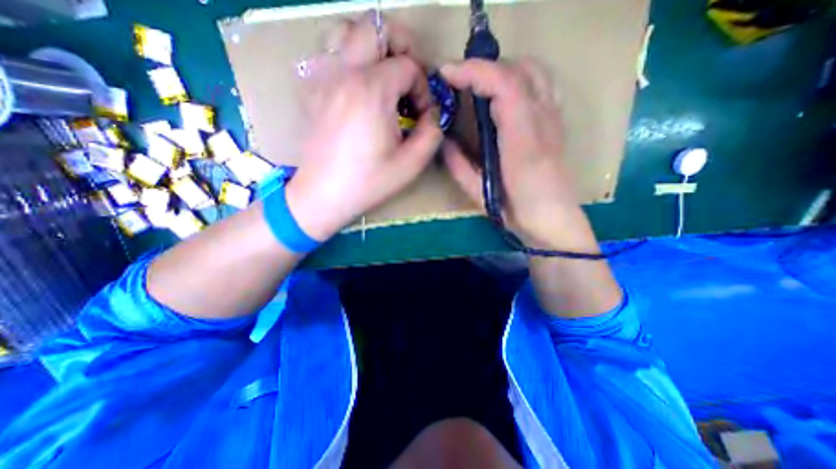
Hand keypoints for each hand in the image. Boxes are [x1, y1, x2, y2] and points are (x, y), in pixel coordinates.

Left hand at [285, 15, 442, 241]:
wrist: (323, 195)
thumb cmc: (368, 182)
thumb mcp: (411, 163)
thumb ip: (432, 132)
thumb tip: (433, 113)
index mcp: (372, 90)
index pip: (408, 65)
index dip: (423, 87)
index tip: (422, 113)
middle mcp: (344, 71)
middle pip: (376, 26)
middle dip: (402, 45)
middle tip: (410, 75)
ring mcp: (322, 76)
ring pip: (346, 30)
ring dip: (371, 45)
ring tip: (383, 74)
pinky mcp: (310, 88)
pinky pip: (328, 52)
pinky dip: (348, 56)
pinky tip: (357, 84)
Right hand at [444, 58, 592, 251]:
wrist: (554, 222)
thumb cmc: (517, 213)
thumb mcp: (481, 195)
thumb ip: (460, 167)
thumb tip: (443, 143)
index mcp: (522, 142)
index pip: (504, 86)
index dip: (473, 72)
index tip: (446, 74)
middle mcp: (543, 121)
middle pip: (519, 70)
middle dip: (483, 68)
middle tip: (459, 82)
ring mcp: (554, 118)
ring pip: (535, 71)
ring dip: (503, 68)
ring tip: (480, 84)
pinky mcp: (556, 122)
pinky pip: (543, 84)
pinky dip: (522, 77)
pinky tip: (506, 93)